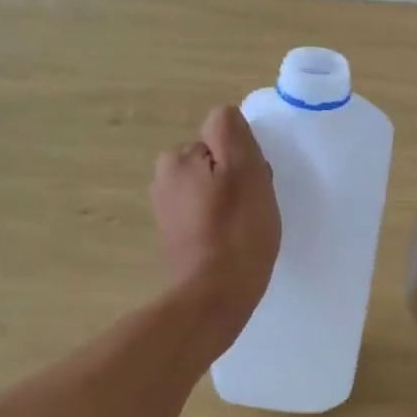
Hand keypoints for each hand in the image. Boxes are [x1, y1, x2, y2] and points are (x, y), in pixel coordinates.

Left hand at [152, 106, 279, 350]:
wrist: (214, 298)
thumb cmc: (236, 233)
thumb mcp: (245, 170)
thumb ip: (231, 132)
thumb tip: (225, 118)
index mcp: (177, 158)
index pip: (223, 138)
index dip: (245, 160)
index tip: (252, 187)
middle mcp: (163, 178)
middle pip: (216, 163)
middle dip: (236, 180)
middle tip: (251, 210)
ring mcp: (166, 210)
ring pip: (213, 190)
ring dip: (231, 203)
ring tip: (244, 230)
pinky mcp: (175, 237)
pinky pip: (206, 216)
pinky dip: (221, 225)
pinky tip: (231, 244)